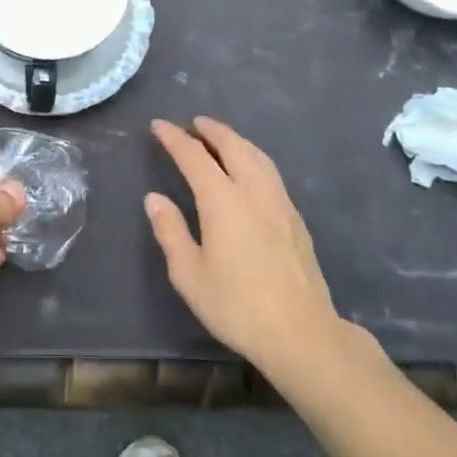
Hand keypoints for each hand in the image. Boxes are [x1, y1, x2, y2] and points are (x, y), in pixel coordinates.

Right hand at [146, 117, 383, 380]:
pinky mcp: (296, 219)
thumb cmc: (236, 305)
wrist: (301, 333)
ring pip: (258, 156)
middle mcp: (254, 192)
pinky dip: (254, 158)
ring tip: (221, 138)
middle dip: (212, 130)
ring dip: (236, 141)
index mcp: (223, 201)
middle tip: (194, 123)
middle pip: (233, 146)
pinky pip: (271, 173)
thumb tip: (155, 198)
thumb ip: (170, 231)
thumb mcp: (189, 273)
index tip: (159, 125)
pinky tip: (250, 170)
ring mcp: (280, 203)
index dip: (175, 138)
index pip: (194, 157)